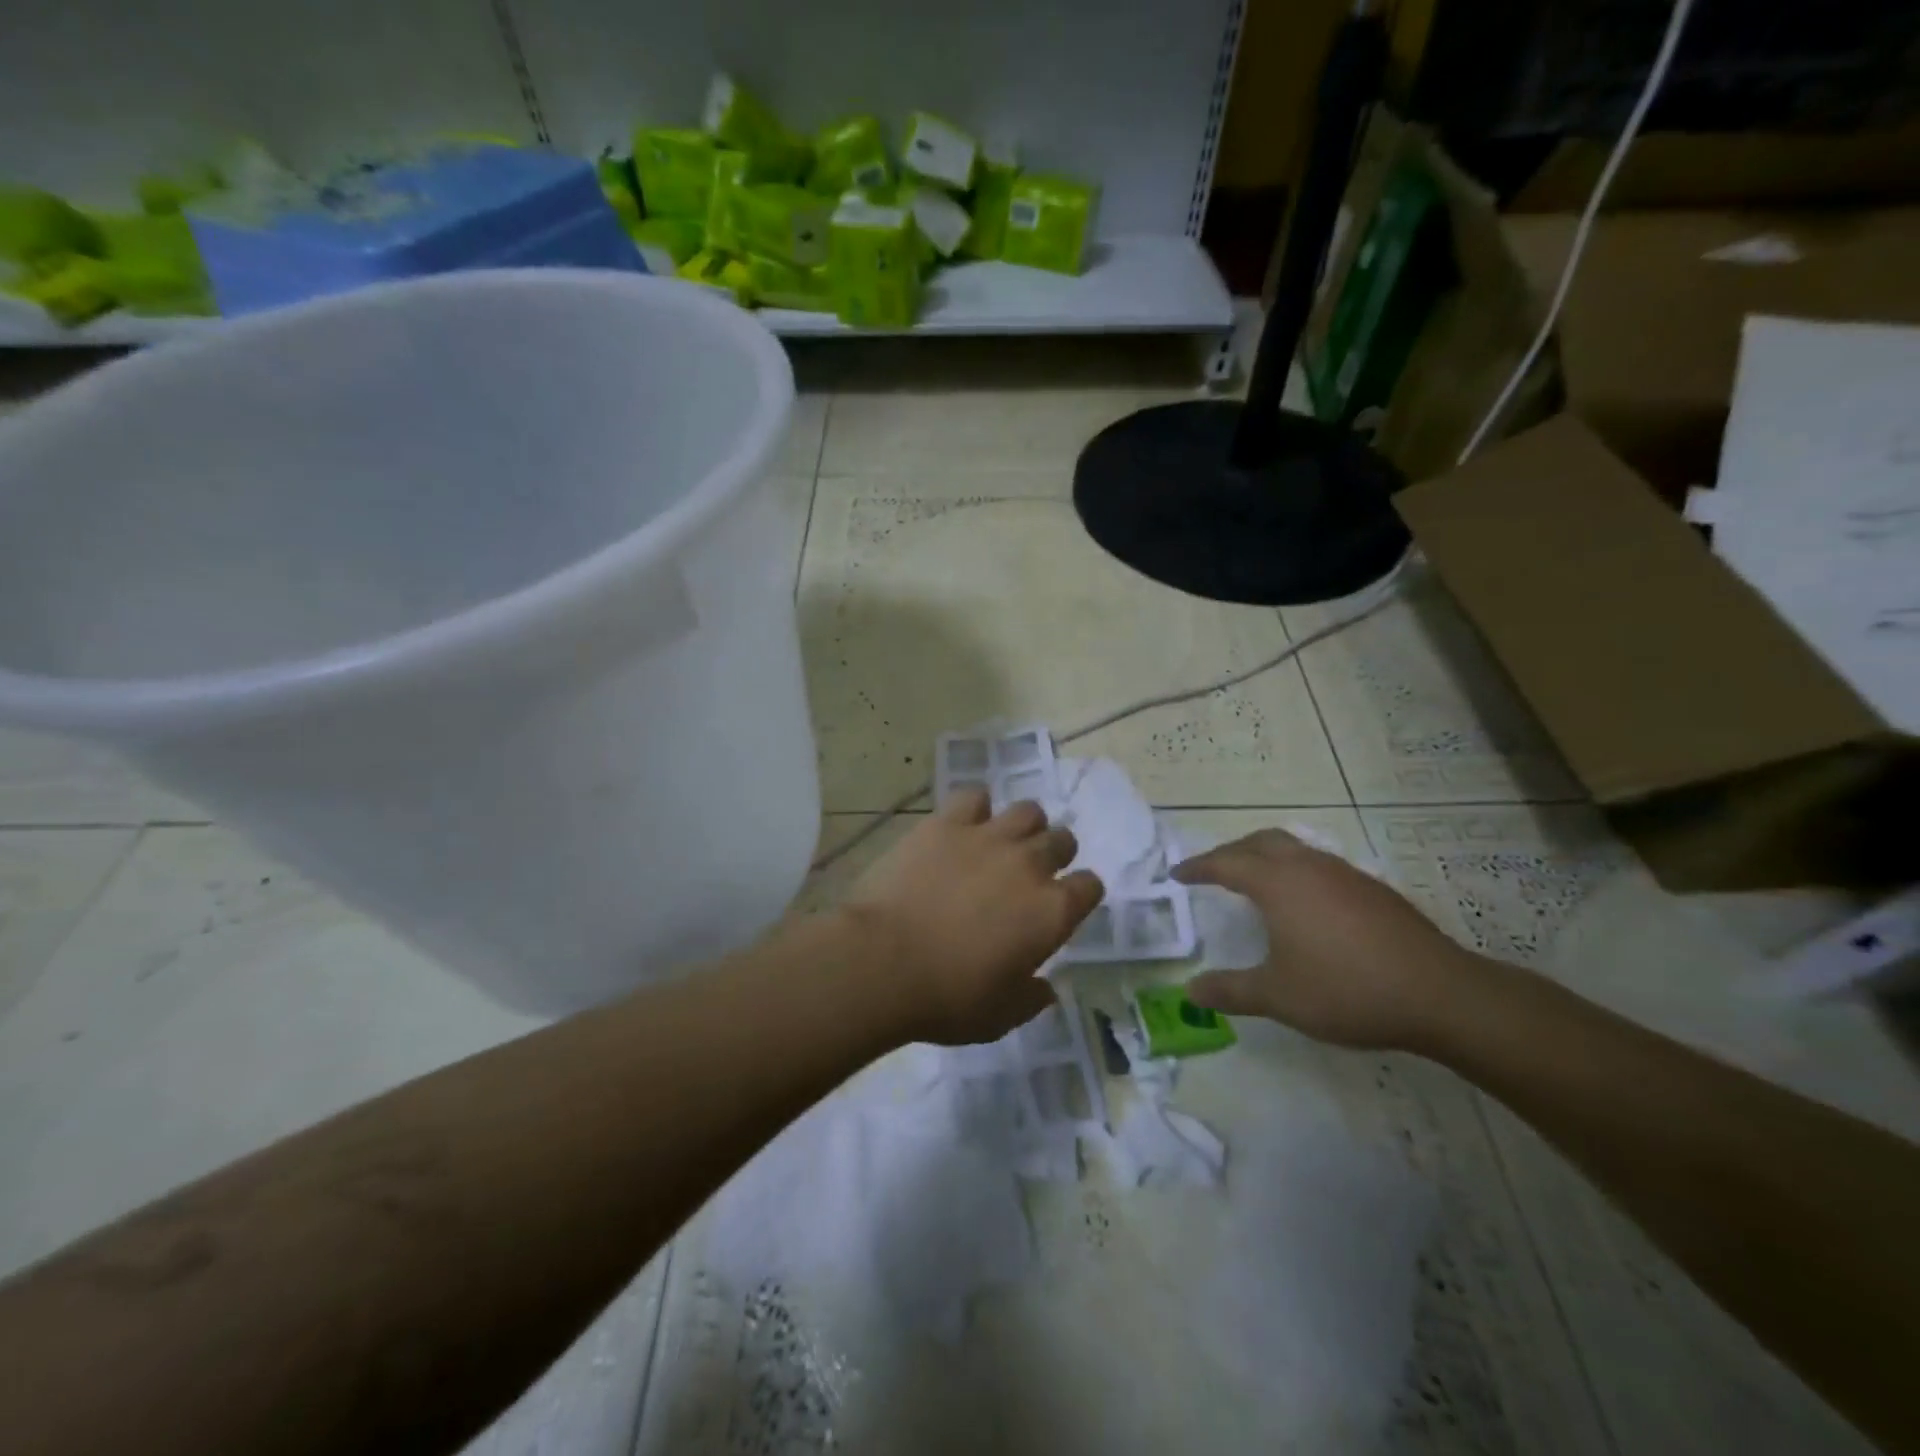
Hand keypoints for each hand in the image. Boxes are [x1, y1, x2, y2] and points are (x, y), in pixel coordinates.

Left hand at [840, 790, 1103, 1044]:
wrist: (882, 961)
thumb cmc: (947, 997)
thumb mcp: (1001, 1016)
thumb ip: (1031, 998)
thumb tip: (1045, 988)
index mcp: (1052, 911)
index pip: (1090, 886)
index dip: (1080, 894)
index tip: (1063, 906)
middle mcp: (1029, 864)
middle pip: (1063, 840)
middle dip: (1055, 855)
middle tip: (1030, 874)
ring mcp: (988, 837)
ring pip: (1028, 811)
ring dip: (1023, 827)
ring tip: (1002, 845)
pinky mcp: (947, 823)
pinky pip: (975, 797)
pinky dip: (975, 809)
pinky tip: (963, 827)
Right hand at [1172, 829, 1483, 1050]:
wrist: (1440, 994)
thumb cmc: (1346, 990)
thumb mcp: (1278, 996)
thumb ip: (1230, 991)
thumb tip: (1190, 991)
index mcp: (1278, 883)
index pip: (1226, 863)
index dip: (1198, 867)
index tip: (1178, 874)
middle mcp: (1309, 867)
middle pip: (1261, 842)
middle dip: (1231, 851)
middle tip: (1213, 871)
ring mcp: (1345, 874)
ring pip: (1295, 849)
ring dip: (1267, 857)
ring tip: (1256, 882)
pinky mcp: (1373, 889)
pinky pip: (1320, 865)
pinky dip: (1297, 872)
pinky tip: (1306, 905)